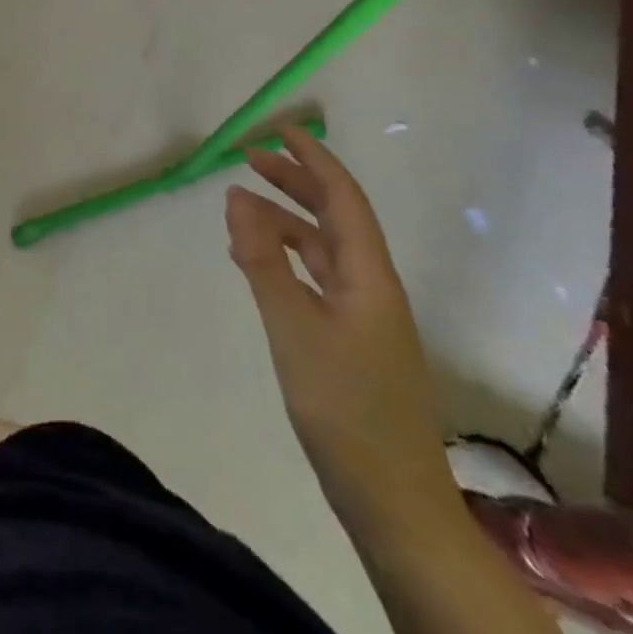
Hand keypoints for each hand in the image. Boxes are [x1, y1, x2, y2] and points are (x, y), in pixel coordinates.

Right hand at [226, 124, 456, 531]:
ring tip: (239, 207)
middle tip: (249, 158)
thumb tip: (237, 196)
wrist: (395, 504)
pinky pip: (316, 278)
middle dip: (294, 181)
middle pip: (334, 216)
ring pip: (322, 248)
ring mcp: (364, 316)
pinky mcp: (351, 341)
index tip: (279, 129)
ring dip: (285, 220)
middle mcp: (371, 286)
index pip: (343, 196)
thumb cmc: (346, 409)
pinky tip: (256, 263)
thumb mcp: (294, 328)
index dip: (313, 157)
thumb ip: (263, 260)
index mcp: (369, 275)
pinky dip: (285, 258)